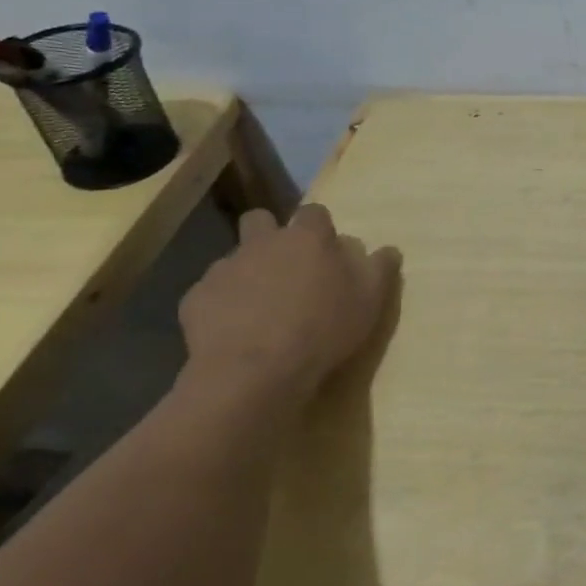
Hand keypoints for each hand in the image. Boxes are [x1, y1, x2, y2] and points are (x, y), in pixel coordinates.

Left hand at [179, 204, 398, 402]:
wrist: (254, 372)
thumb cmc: (323, 329)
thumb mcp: (370, 301)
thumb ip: (381, 268)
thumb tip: (389, 249)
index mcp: (307, 237)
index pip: (315, 212)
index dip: (320, 228)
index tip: (327, 251)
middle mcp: (263, 242)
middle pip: (260, 219)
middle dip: (270, 235)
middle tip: (286, 267)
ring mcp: (224, 268)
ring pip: (234, 258)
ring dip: (247, 273)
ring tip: (260, 307)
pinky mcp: (196, 298)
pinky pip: (210, 293)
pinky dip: (222, 305)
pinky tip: (234, 330)